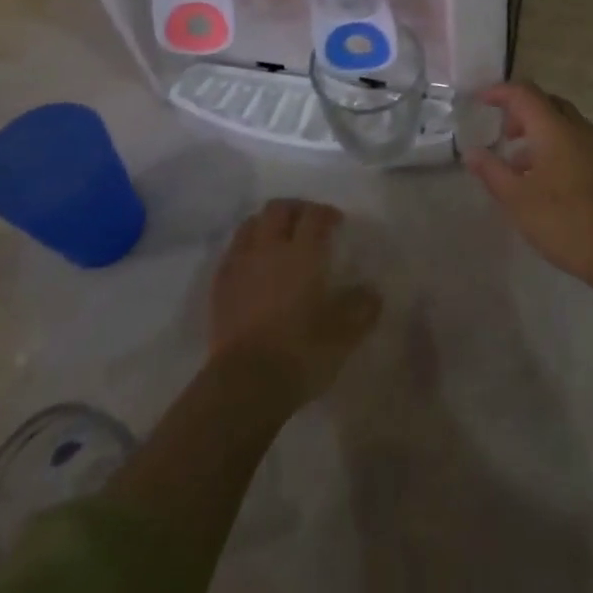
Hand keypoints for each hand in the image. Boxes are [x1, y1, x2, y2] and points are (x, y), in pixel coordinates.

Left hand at [210, 199, 381, 406]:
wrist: (244, 384)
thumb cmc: (299, 352)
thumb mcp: (344, 335)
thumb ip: (362, 308)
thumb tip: (371, 292)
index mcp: (302, 253)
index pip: (314, 215)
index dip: (327, 213)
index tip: (337, 223)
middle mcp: (269, 248)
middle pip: (278, 209)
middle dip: (295, 209)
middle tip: (308, 223)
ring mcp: (240, 265)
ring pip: (250, 224)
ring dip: (267, 224)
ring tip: (278, 239)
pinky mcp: (220, 286)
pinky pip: (233, 251)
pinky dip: (246, 247)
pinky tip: (254, 265)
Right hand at [464, 82, 592, 290]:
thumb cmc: (566, 221)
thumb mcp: (518, 200)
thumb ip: (492, 172)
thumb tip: (471, 152)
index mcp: (555, 128)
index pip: (525, 93)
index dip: (500, 92)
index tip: (480, 100)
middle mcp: (578, 129)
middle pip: (547, 103)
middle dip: (521, 111)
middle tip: (503, 132)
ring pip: (563, 124)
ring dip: (538, 132)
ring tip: (517, 163)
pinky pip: (574, 142)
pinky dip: (553, 147)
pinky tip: (543, 181)